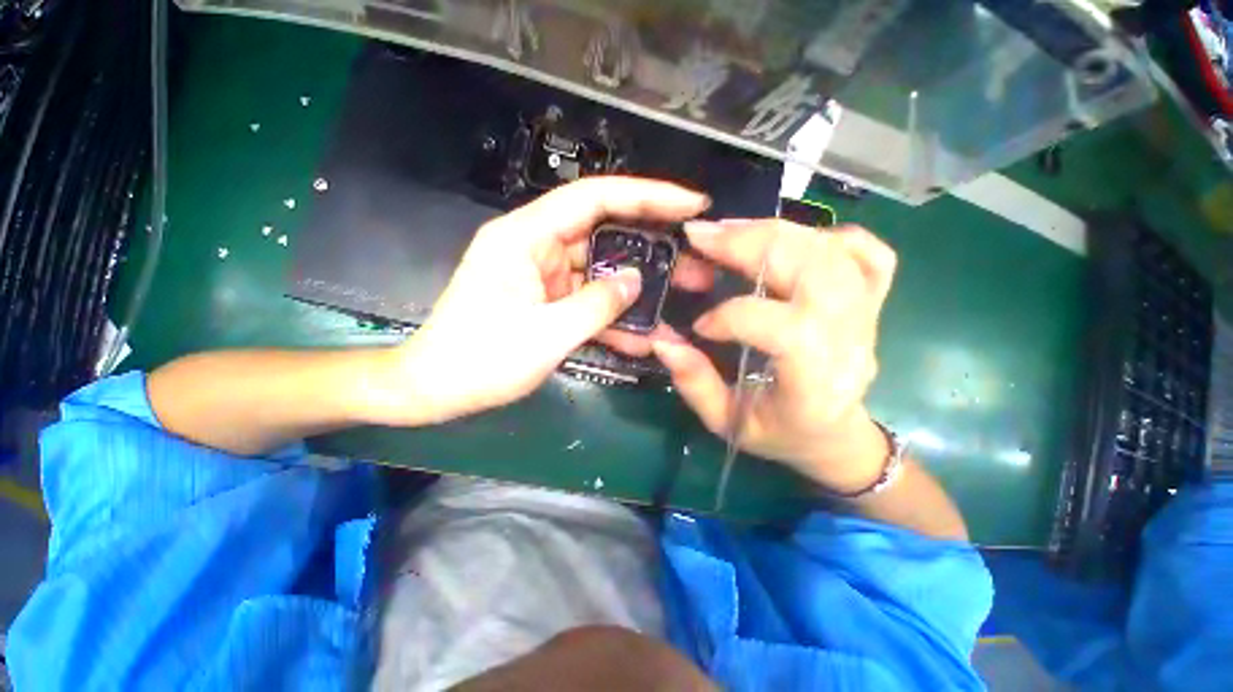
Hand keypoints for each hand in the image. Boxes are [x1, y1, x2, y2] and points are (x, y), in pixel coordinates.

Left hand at [365, 177, 711, 425]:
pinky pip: (589, 300)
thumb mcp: (545, 335)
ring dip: (637, 289)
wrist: (436, 389)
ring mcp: (545, 276)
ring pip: (602, 271)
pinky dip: (613, 315)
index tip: (691, 204)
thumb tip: (635, 281)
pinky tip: (644, 334)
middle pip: (605, 234)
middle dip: (652, 248)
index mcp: (527, 237)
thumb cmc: (479, 360)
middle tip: (695, 260)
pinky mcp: (548, 301)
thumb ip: (596, 305)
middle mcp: (538, 247)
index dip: (647, 195)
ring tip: (680, 298)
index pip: (595, 198)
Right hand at [651, 219, 896, 493]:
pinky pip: (866, 252)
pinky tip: (791, 242)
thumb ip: (694, 383)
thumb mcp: (728, 422)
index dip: (732, 317)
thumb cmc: (781, 434)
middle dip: (749, 244)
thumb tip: (661, 341)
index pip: (783, 328)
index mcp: (815, 380)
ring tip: (728, 230)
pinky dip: (828, 235)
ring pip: (831, 251)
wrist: (836, 435)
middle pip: (812, 268)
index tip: (699, 325)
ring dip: (773, 231)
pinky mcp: (871, 300)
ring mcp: (867, 314)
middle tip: (700, 236)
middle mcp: (850, 339)